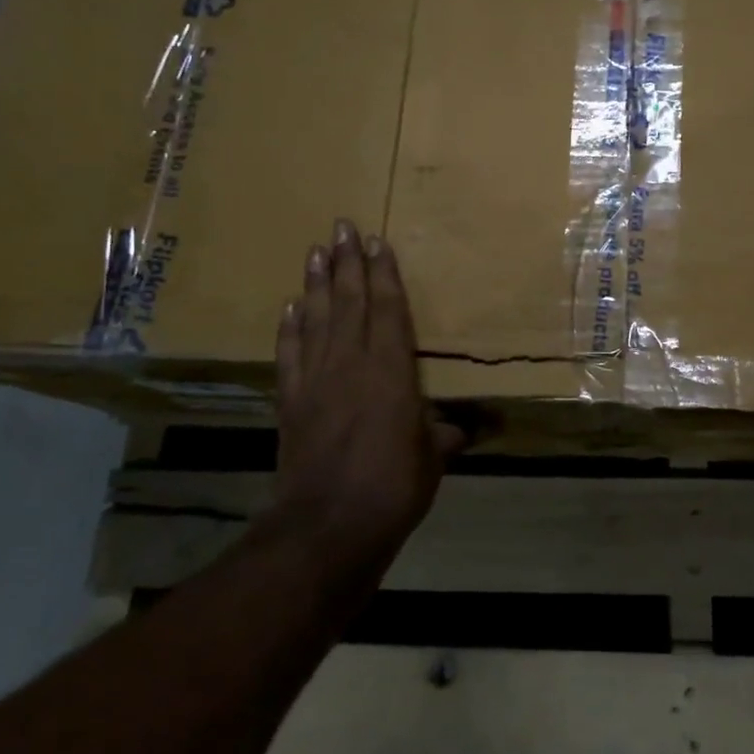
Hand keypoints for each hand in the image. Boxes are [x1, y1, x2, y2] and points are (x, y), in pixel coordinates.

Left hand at [262, 219, 461, 560]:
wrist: (328, 526)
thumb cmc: (393, 488)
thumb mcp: (432, 459)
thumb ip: (444, 436)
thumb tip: (464, 430)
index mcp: (391, 371)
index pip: (388, 310)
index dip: (384, 274)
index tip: (376, 242)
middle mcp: (351, 364)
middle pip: (349, 302)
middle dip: (347, 263)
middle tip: (341, 227)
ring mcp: (315, 381)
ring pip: (316, 319)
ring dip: (317, 284)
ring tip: (315, 251)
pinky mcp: (291, 402)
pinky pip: (289, 354)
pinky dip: (289, 328)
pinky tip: (290, 307)